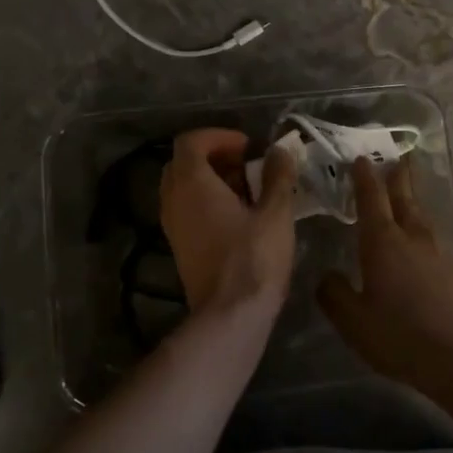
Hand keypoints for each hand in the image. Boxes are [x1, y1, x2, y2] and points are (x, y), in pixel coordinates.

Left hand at [160, 129, 297, 313]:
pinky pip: (186, 210)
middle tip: (246, 164)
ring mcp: (172, 226)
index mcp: (192, 184)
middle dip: (214, 156)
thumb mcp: (276, 213)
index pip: (190, 142)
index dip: (218, 136)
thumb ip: (277, 176)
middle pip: (183, 163)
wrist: (231, 315)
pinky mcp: (179, 247)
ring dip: (210, 180)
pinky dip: (206, 202)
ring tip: (247, 190)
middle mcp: (173, 200)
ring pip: (183, 188)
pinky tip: (238, 216)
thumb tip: (279, 151)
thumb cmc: (254, 258)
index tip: (247, 146)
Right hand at [318, 158, 452, 387]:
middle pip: (404, 197)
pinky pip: (432, 237)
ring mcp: (438, 251)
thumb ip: (334, 294)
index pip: (371, 198)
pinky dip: (421, 227)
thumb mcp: (354, 321)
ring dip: (411, 199)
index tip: (360, 158)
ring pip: (421, 215)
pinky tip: (419, 239)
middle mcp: (412, 236)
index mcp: (383, 241)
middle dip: (397, 176)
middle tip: (396, 157)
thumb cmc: (400, 335)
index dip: (364, 177)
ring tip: (405, 193)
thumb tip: (327, 276)